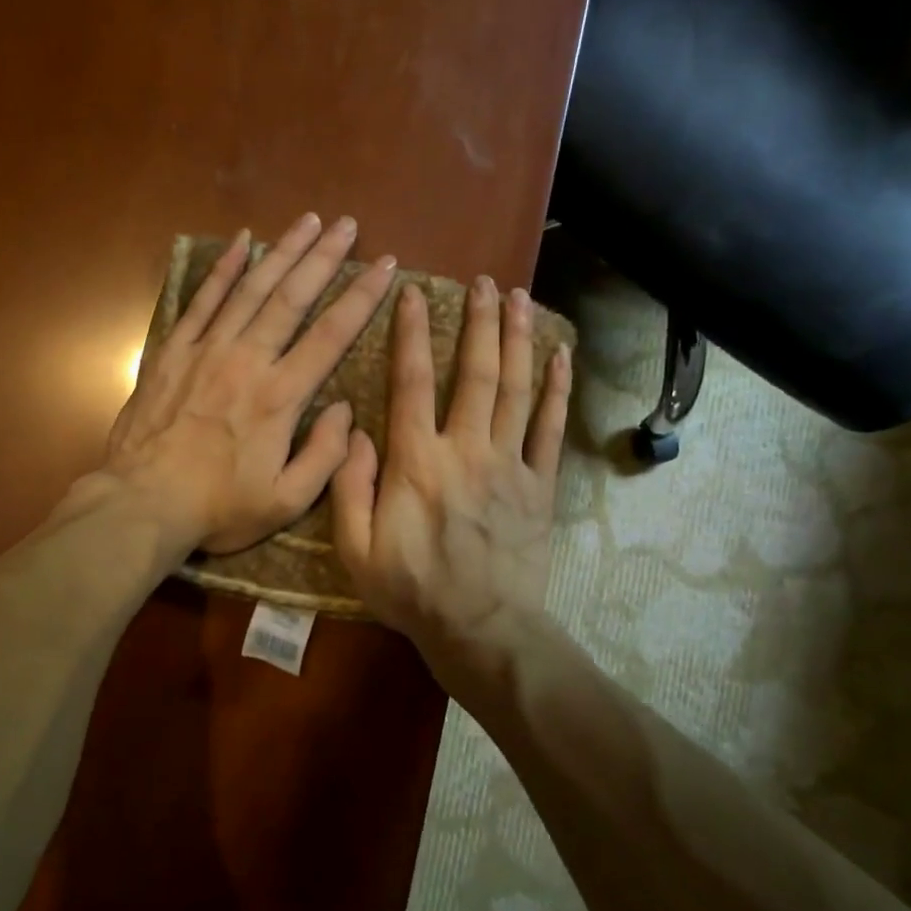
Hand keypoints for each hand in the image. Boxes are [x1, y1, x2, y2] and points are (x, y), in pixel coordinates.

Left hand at [100, 213, 396, 554]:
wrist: (143, 503)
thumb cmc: (218, 507)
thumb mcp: (286, 501)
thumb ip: (325, 456)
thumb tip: (345, 410)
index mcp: (280, 397)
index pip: (331, 335)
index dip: (362, 298)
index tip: (385, 267)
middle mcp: (247, 361)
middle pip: (292, 298)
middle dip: (324, 258)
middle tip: (348, 225)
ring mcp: (206, 351)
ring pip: (250, 289)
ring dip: (282, 252)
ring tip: (308, 221)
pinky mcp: (173, 351)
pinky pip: (202, 300)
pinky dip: (222, 269)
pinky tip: (240, 241)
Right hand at [331, 276, 570, 698]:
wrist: (480, 628)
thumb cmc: (411, 591)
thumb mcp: (355, 549)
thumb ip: (350, 486)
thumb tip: (355, 431)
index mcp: (416, 462)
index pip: (411, 382)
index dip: (410, 334)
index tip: (413, 294)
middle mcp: (466, 450)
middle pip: (474, 373)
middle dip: (478, 322)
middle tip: (484, 282)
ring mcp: (509, 465)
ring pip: (515, 389)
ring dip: (518, 339)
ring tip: (519, 297)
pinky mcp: (539, 485)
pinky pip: (550, 428)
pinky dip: (556, 389)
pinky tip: (560, 356)